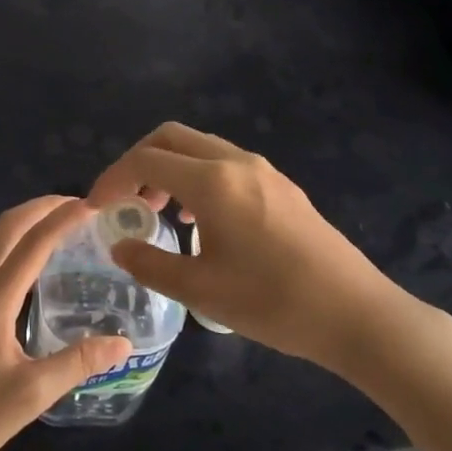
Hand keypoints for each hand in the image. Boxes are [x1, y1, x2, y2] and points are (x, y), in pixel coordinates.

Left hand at [0, 196, 129, 450]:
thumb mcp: (31, 395)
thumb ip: (78, 362)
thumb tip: (123, 342)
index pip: (32, 243)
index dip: (63, 219)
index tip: (92, 205)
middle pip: (6, 227)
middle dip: (41, 208)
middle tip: (78, 205)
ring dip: (24, 224)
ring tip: (60, 227)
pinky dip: (12, 246)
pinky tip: (31, 267)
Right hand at [86, 122, 432, 381]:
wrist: (354, 313)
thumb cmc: (272, 303)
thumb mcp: (201, 290)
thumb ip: (151, 263)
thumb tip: (120, 245)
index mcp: (212, 182)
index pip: (146, 160)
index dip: (113, 179)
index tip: (96, 208)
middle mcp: (236, 161)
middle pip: (171, 137)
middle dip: (138, 162)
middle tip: (125, 201)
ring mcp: (263, 170)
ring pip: (200, 147)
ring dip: (169, 167)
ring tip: (159, 212)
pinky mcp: (281, 185)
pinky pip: (225, 162)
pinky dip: (197, 176)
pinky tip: (201, 219)